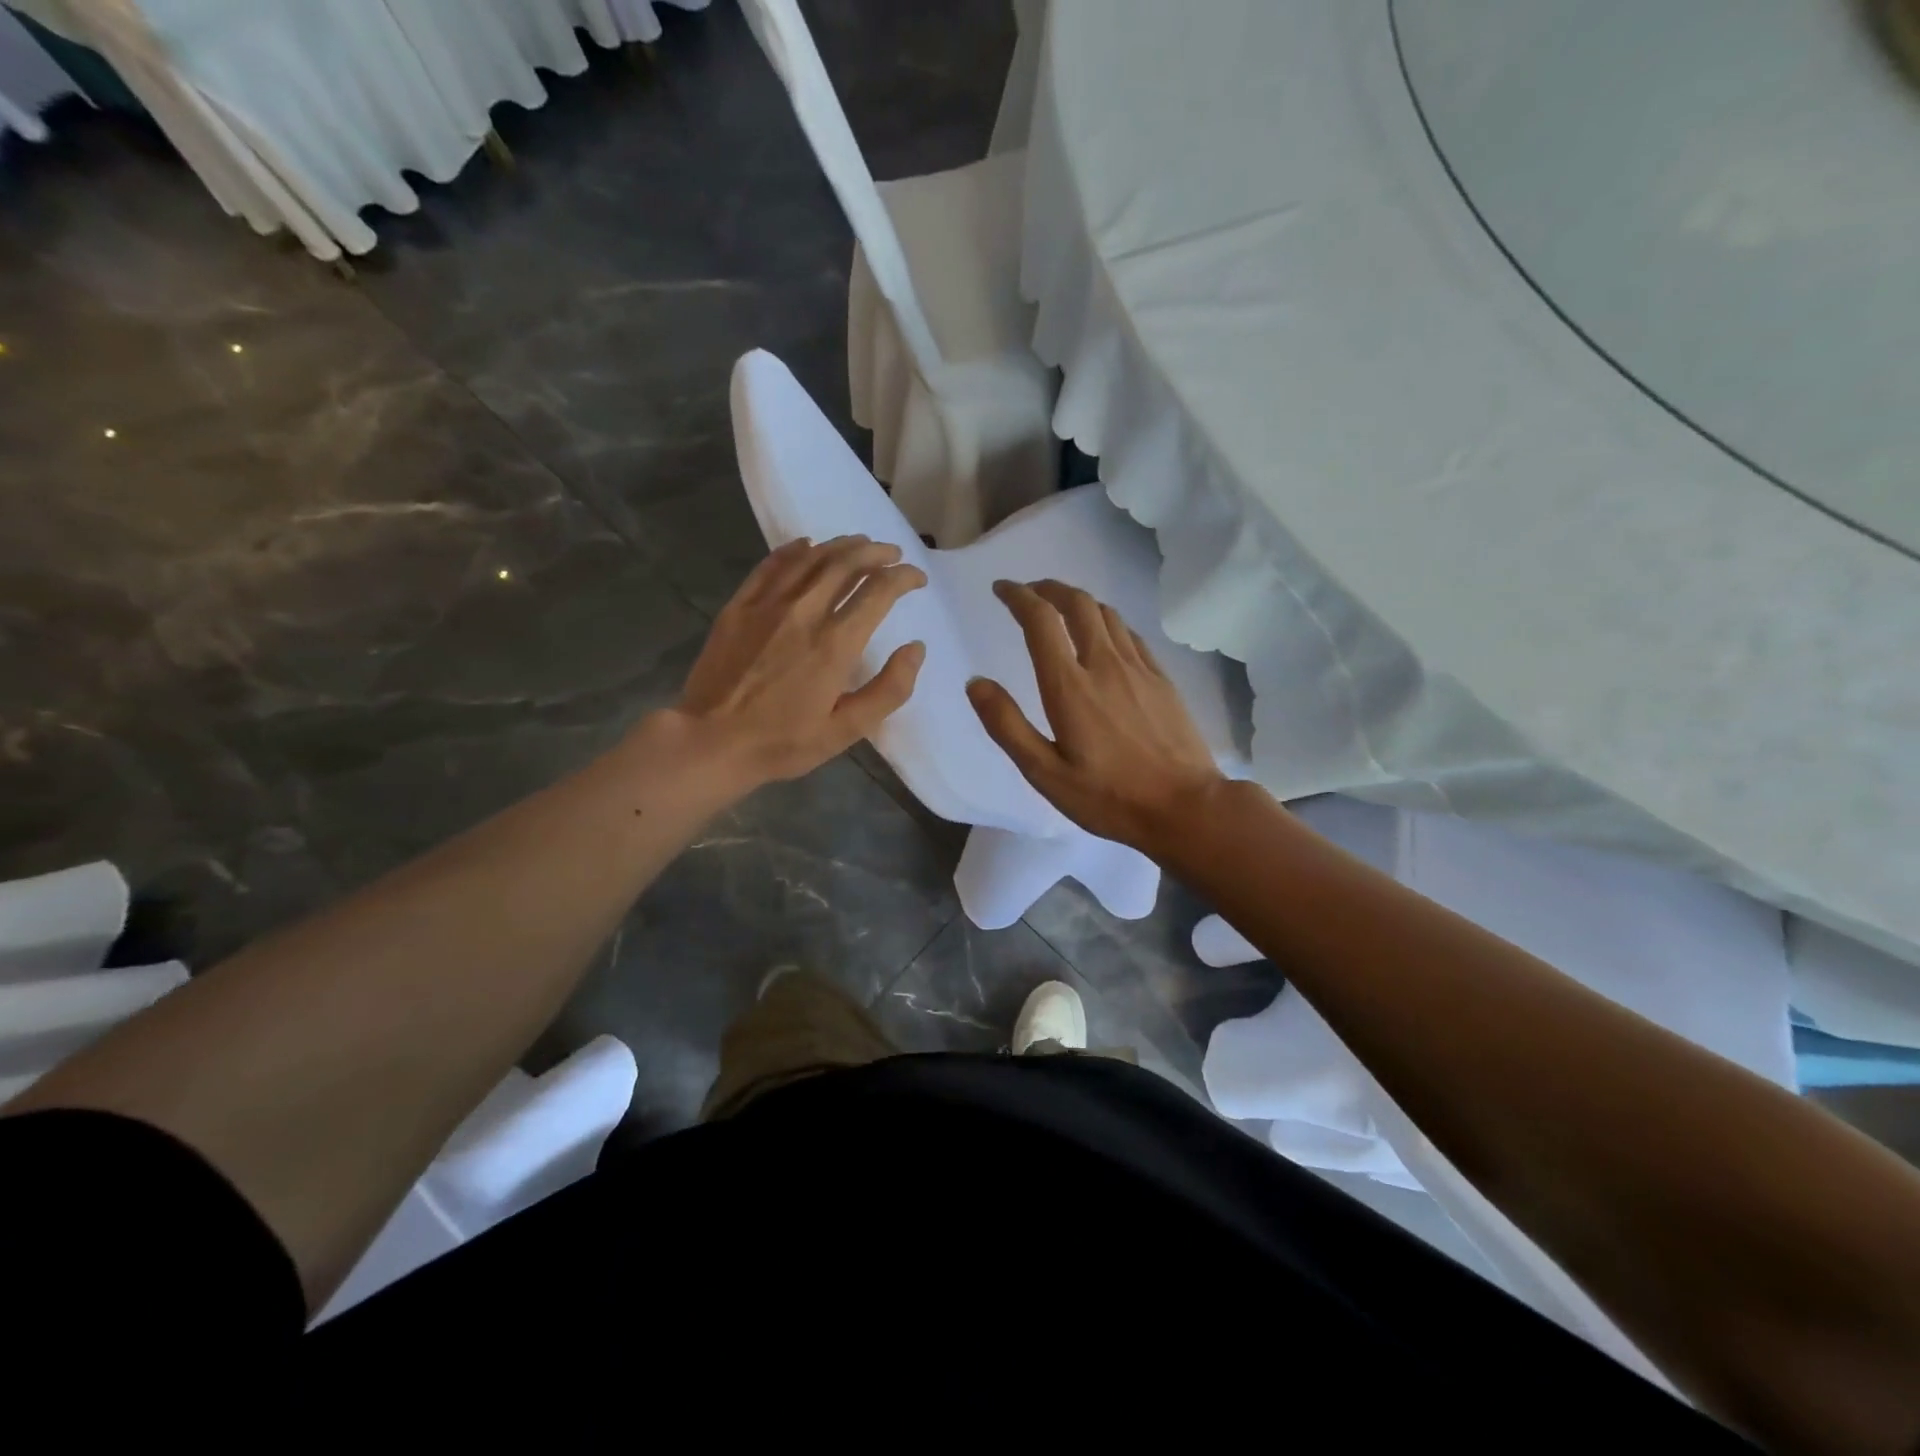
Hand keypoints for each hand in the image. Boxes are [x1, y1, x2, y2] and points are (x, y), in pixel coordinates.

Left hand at [670, 535, 926, 788]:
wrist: (711, 742)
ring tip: (859, 544)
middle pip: (846, 563)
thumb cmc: (782, 742)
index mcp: (835, 643)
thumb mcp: (846, 730)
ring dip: (841, 545)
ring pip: (811, 557)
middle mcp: (804, 612)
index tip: (917, 579)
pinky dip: (794, 549)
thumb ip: (889, 690)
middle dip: (876, 552)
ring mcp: (767, 605)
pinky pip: (771, 565)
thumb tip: (916, 649)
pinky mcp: (739, 606)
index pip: (878, 591)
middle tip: (892, 553)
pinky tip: (806, 545)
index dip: (903, 578)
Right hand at [966, 579, 1224, 853]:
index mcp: (1070, 686)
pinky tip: (1104, 637)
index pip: (1041, 620)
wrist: (1186, 807)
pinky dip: (1107, 622)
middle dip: (1049, 588)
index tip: (1001, 589)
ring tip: (1061, 608)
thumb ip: (1007, 725)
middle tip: (1029, 591)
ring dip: (1078, 601)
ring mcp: (1139, 669)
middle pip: (1077, 603)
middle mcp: (1105, 664)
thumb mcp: (1045, 773)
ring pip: (1107, 614)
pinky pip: (1130, 634)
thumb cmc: (1109, 797)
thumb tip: (977, 683)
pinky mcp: (1162, 679)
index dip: (1018, 596)